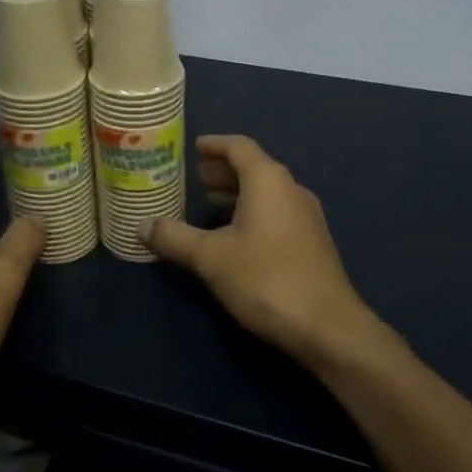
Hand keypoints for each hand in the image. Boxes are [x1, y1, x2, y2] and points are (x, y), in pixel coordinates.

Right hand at [148, 136, 381, 370]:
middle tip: (195, 176)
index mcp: (268, 180)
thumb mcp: (211, 258)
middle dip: (224, 169)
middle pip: (254, 167)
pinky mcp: (312, 242)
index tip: (194, 147)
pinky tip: (235, 235)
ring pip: (267, 192)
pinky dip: (252, 211)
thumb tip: (142, 225)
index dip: (215, 144)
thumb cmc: (266, 279)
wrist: (328, 327)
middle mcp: (291, 189)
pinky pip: (277, 212)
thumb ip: (175, 237)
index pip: (239, 147)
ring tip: (209, 202)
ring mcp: (307, 216)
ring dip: (238, 192)